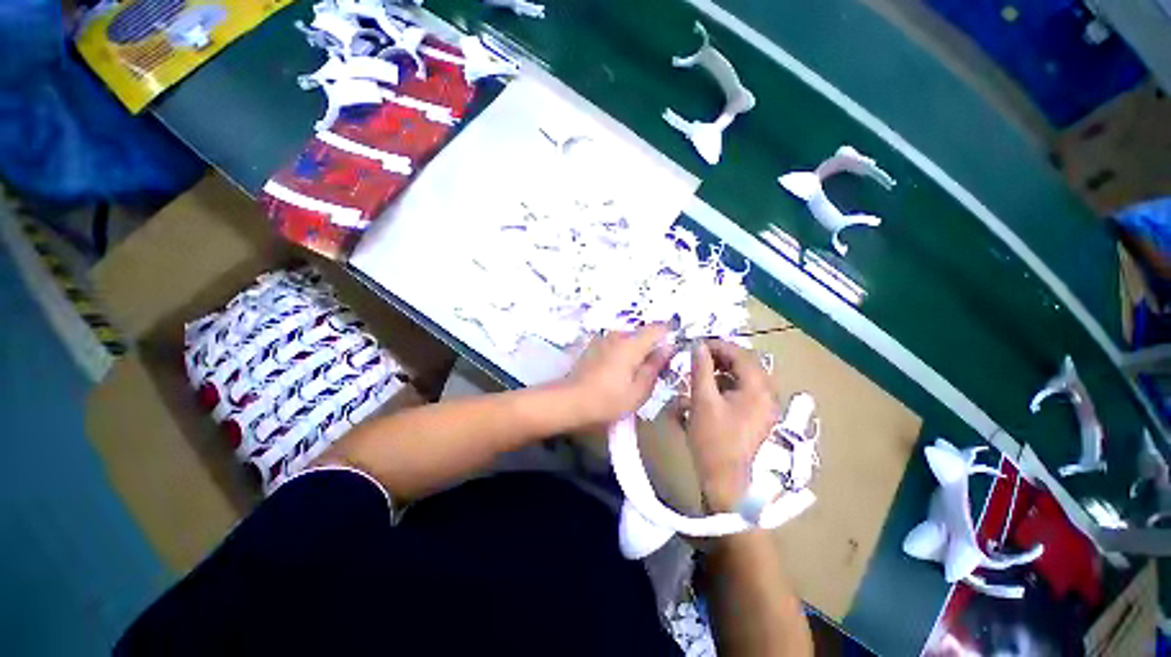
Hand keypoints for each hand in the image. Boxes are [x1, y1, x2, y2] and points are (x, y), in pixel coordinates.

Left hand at [561, 324, 674, 427]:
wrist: (570, 401)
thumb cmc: (608, 400)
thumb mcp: (639, 390)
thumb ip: (656, 366)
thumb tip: (668, 348)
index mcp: (632, 344)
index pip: (657, 328)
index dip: (669, 334)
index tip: (674, 347)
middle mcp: (617, 335)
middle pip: (642, 334)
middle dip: (652, 346)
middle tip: (654, 369)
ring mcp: (603, 339)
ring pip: (628, 339)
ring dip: (636, 350)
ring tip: (634, 373)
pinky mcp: (593, 346)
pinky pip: (615, 344)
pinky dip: (622, 353)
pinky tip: (618, 371)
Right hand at [686, 340, 777, 512]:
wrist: (725, 481)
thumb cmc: (713, 439)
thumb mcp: (702, 400)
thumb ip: (701, 369)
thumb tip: (698, 345)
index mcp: (758, 389)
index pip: (741, 354)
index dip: (718, 346)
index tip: (696, 345)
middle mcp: (767, 395)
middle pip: (745, 365)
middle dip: (719, 358)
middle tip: (698, 358)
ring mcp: (764, 407)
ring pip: (743, 378)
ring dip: (721, 372)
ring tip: (700, 374)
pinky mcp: (756, 417)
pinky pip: (742, 392)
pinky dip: (725, 387)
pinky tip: (707, 393)